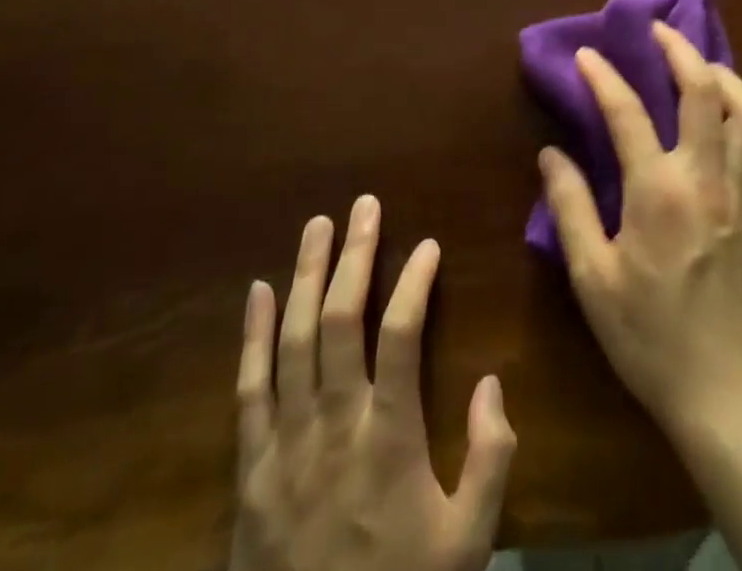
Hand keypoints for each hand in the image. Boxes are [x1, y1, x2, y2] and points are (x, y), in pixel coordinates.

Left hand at [232, 198, 515, 570]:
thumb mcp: (468, 546)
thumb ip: (490, 460)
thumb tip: (492, 382)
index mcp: (388, 441)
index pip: (400, 335)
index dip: (414, 283)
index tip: (428, 245)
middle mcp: (333, 428)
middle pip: (341, 322)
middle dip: (356, 256)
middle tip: (365, 205)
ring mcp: (285, 447)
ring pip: (293, 342)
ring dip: (306, 277)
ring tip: (319, 225)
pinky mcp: (251, 471)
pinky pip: (249, 390)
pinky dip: (253, 336)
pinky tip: (258, 291)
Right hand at [538, 22, 741, 438]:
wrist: (722, 388)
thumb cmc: (647, 335)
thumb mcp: (592, 277)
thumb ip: (570, 207)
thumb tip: (551, 153)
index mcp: (658, 192)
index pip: (627, 113)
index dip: (604, 76)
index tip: (588, 54)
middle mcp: (707, 178)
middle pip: (703, 90)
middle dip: (680, 49)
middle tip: (659, 30)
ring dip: (725, 76)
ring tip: (701, 66)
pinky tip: (741, 124)